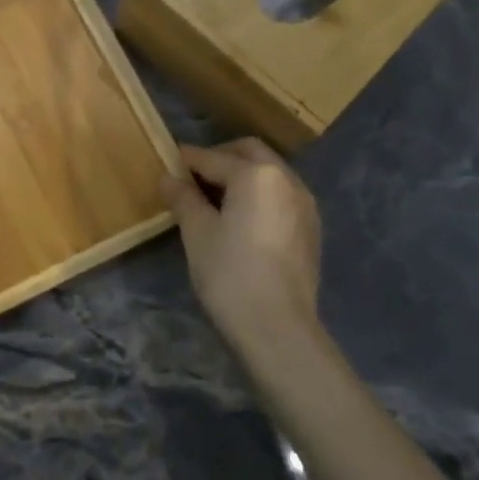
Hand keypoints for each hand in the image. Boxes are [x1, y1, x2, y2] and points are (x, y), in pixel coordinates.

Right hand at [163, 139, 323, 358]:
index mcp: (256, 174)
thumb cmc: (230, 272)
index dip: (186, 160)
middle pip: (249, 153)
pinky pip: (280, 196)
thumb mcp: (197, 232)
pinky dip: (259, 195)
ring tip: (214, 200)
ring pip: (269, 173)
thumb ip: (183, 198)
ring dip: (242, 176)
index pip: (213, 158)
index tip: (167, 164)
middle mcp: (286, 179)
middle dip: (219, 158)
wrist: (278, 327)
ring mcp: (304, 204)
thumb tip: (169, 177)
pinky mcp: (311, 228)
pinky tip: (241, 220)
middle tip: (192, 178)